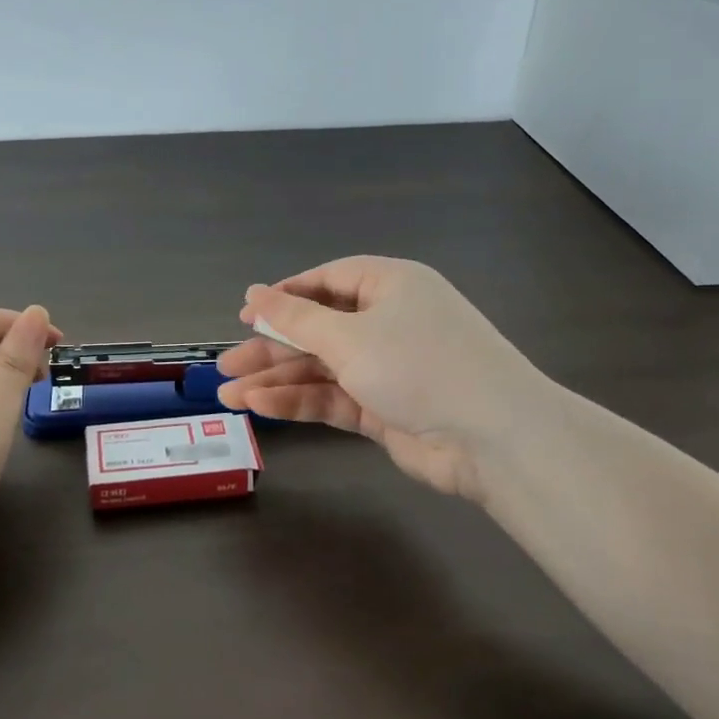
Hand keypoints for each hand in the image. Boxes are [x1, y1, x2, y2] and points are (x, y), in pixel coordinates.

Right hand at [215, 257, 533, 501]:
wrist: (492, 437)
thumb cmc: (419, 364)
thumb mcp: (349, 336)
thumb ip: (295, 318)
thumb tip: (254, 293)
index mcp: (390, 286)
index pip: (328, 281)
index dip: (285, 296)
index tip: (246, 314)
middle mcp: (389, 322)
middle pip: (318, 329)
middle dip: (271, 348)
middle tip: (225, 365)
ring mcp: (387, 368)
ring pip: (321, 369)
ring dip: (277, 380)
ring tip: (228, 394)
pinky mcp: (385, 409)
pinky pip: (334, 398)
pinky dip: (300, 402)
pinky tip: (261, 407)